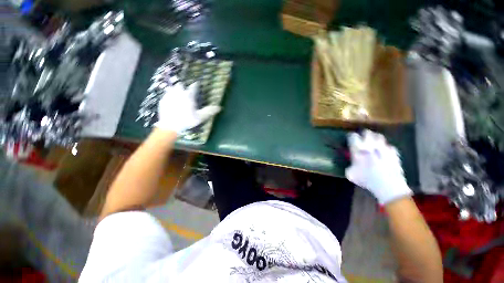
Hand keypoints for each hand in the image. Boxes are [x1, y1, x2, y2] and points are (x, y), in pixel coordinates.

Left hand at [154, 82, 220, 133]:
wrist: (170, 126)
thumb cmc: (187, 121)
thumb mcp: (200, 117)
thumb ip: (209, 111)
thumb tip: (220, 107)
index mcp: (188, 95)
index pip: (193, 87)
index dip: (196, 85)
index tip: (197, 84)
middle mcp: (178, 93)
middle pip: (180, 84)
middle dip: (183, 86)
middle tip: (186, 91)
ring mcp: (169, 96)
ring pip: (172, 88)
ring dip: (175, 89)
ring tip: (178, 94)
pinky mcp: (162, 100)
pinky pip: (166, 94)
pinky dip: (169, 96)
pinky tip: (171, 101)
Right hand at [345, 130, 411, 204]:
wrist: (388, 186)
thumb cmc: (366, 180)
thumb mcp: (350, 174)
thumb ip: (349, 165)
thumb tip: (351, 163)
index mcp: (358, 150)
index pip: (353, 136)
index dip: (351, 136)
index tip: (350, 139)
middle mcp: (370, 145)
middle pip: (367, 132)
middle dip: (363, 134)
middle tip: (362, 138)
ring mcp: (384, 148)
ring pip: (379, 136)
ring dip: (375, 138)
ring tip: (373, 142)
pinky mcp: (394, 153)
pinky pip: (389, 146)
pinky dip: (386, 147)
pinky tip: (384, 153)